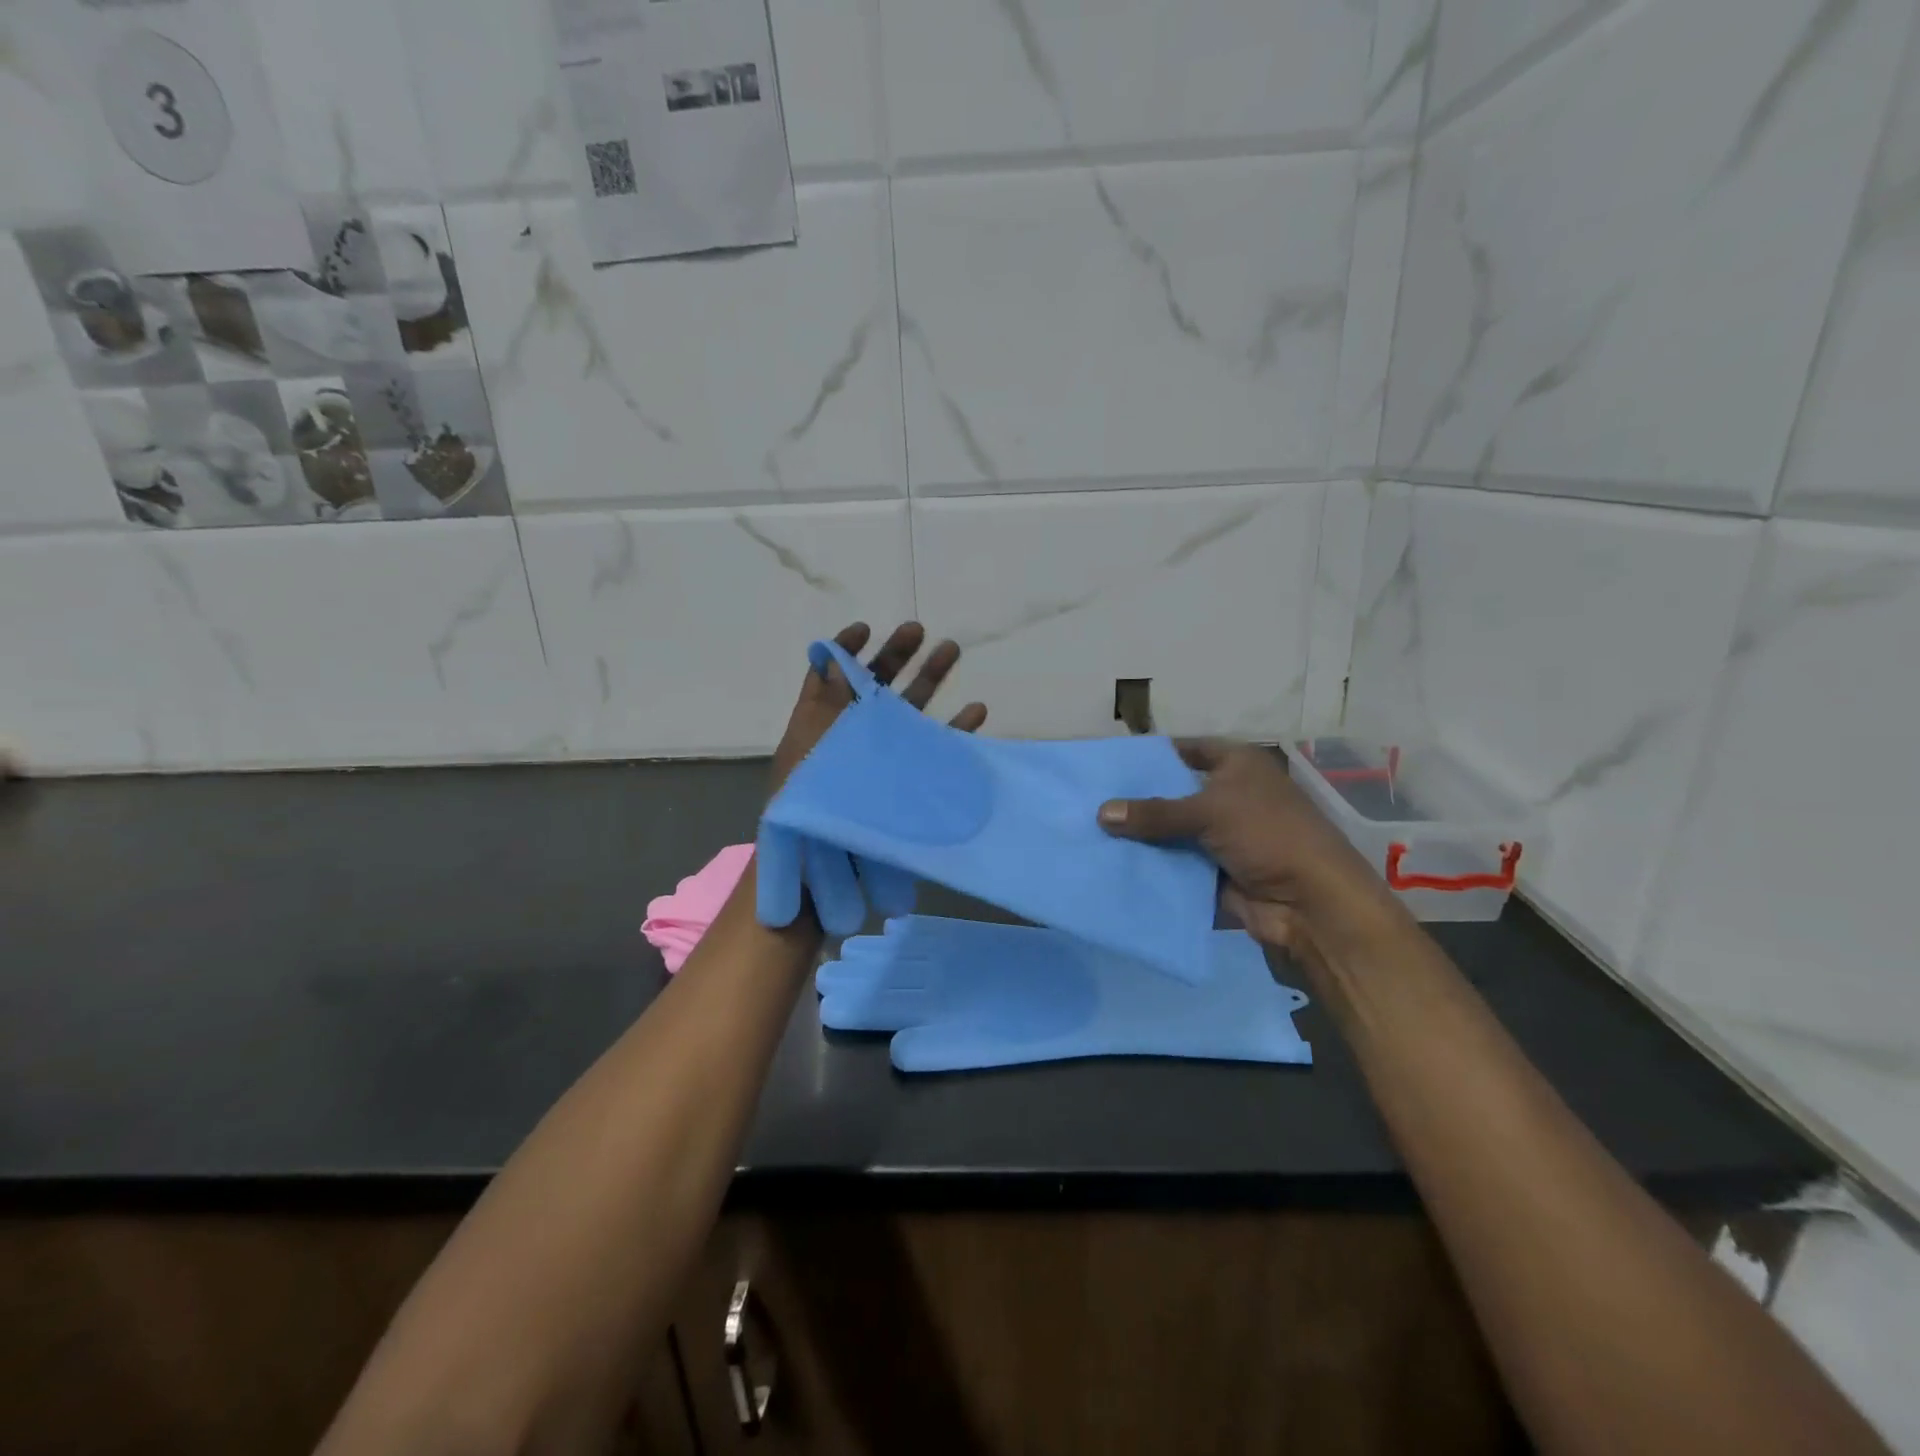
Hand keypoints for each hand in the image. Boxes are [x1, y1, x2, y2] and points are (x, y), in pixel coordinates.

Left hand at [770, 621, 986, 792]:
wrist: (825, 872)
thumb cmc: (807, 808)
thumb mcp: (808, 750)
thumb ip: (824, 705)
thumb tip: (834, 658)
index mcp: (820, 726)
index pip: (830, 676)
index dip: (845, 650)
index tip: (867, 629)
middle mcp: (853, 736)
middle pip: (876, 685)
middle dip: (897, 655)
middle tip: (918, 630)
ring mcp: (883, 758)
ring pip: (909, 709)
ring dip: (930, 679)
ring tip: (951, 650)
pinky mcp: (908, 782)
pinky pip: (935, 749)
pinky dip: (956, 729)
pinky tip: (976, 711)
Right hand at [1097, 741, 1410, 971]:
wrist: (1311, 904)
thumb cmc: (1268, 835)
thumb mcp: (1209, 811)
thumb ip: (1155, 812)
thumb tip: (1100, 812)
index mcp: (1238, 765)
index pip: (1186, 750)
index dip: (1152, 755)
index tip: (1110, 764)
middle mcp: (1230, 795)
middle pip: (1174, 792)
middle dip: (1138, 799)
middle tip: (1090, 799)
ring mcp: (1222, 836)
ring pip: (1172, 831)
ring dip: (1141, 836)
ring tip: (1090, 831)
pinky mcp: (1215, 871)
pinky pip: (1176, 863)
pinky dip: (1152, 865)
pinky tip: (1112, 863)